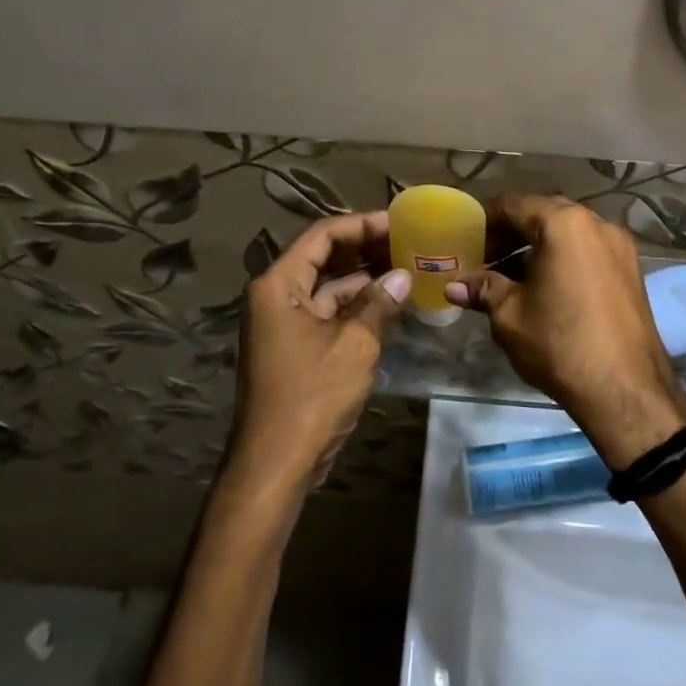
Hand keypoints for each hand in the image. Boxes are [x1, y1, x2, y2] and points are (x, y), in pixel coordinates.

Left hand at [227, 211, 410, 493]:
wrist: (276, 462)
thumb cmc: (311, 396)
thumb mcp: (354, 345)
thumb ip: (379, 303)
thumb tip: (404, 276)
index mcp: (279, 285)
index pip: (322, 236)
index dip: (362, 225)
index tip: (398, 223)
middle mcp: (277, 296)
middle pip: (324, 258)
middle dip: (365, 249)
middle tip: (408, 242)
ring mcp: (284, 322)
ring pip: (328, 286)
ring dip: (365, 278)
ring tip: (407, 267)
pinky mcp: (295, 346)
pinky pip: (329, 313)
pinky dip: (357, 306)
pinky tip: (391, 303)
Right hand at [448, 195, 685, 466]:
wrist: (625, 390)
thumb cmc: (560, 344)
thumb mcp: (509, 315)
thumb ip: (483, 290)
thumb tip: (453, 286)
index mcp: (564, 224)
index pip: (514, 205)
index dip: (485, 221)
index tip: (466, 242)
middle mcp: (596, 223)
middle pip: (543, 214)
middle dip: (512, 233)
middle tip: (486, 259)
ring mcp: (619, 245)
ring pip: (568, 232)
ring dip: (538, 246)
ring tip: (511, 277)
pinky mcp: (632, 269)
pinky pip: (588, 250)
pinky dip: (563, 258)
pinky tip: (545, 287)